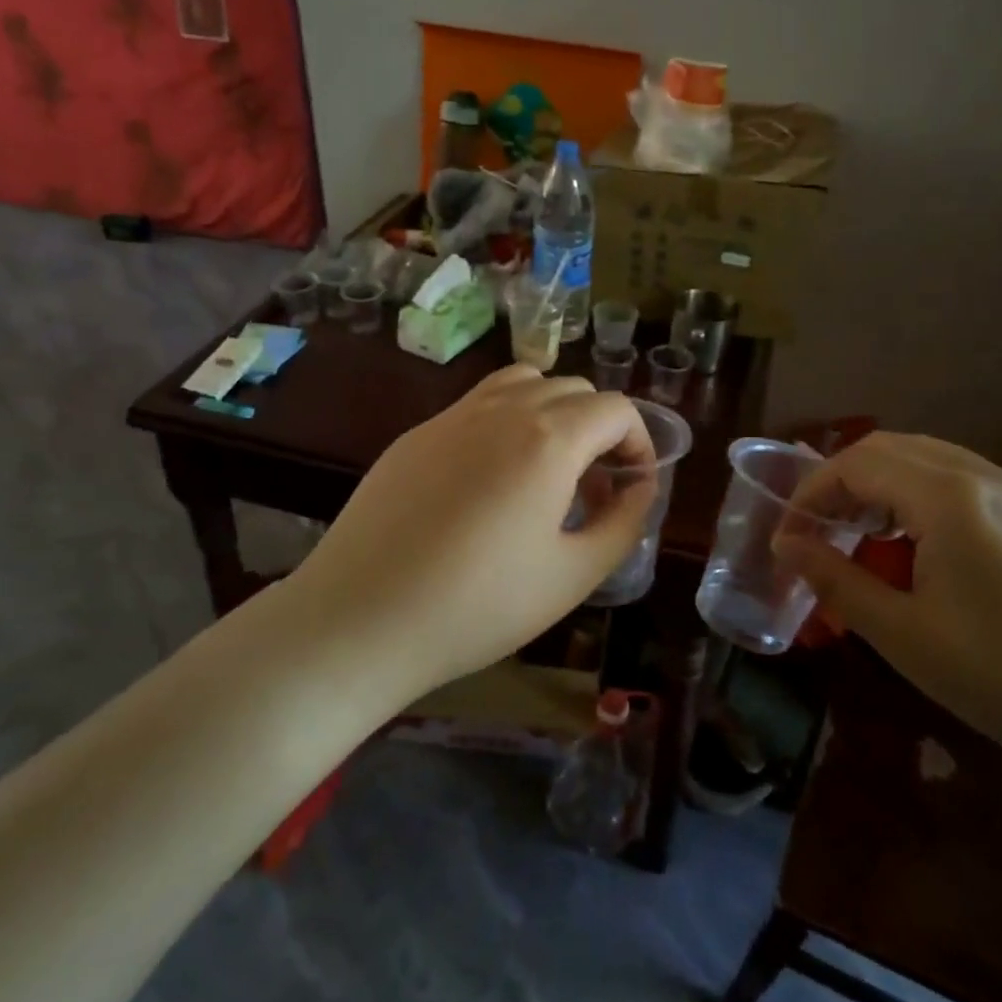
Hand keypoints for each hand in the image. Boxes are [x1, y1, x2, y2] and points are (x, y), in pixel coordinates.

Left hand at [283, 365, 656, 695]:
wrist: (361, 619)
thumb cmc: (479, 606)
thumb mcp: (573, 576)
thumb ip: (623, 523)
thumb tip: (640, 487)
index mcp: (548, 439)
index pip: (615, 408)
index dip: (638, 441)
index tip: (633, 485)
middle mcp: (503, 410)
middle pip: (573, 389)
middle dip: (599, 429)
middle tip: (593, 487)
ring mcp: (452, 416)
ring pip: (523, 382)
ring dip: (552, 412)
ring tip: (547, 468)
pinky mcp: (416, 434)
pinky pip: (477, 405)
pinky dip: (506, 421)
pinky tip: (489, 481)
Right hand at [778, 434, 1001, 780]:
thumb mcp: (903, 634)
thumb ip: (835, 578)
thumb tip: (785, 545)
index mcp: (949, 498)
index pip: (856, 465)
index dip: (810, 494)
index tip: (787, 537)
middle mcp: (987, 477)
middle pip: (891, 449)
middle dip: (842, 481)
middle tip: (819, 531)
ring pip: (931, 459)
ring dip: (883, 485)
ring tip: (864, 536)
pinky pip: (967, 481)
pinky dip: (923, 495)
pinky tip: (925, 548)